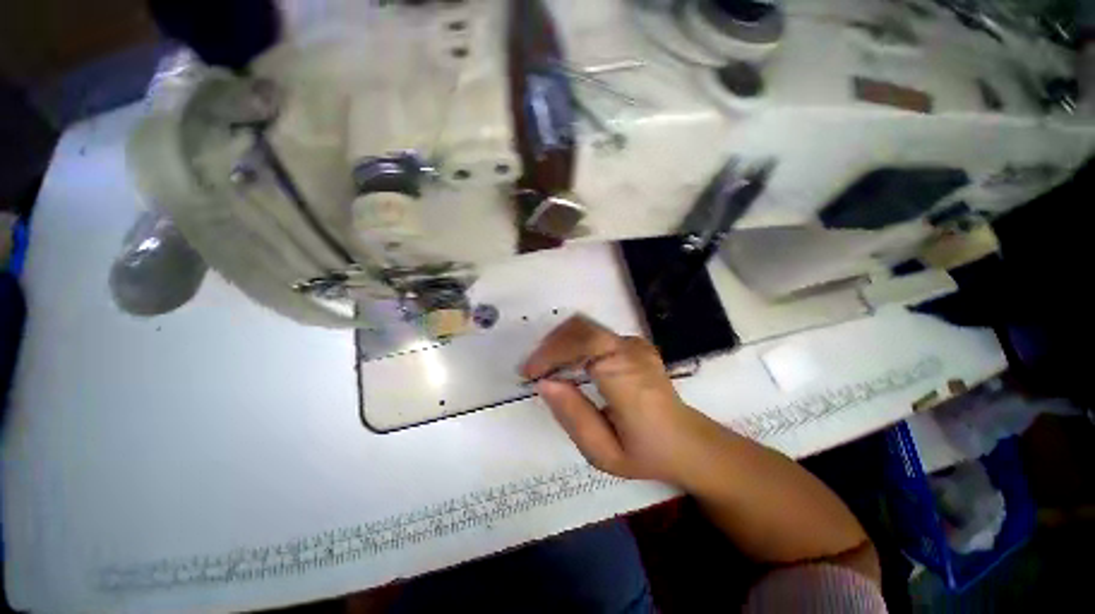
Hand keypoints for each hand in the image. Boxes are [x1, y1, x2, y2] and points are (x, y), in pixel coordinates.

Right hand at [521, 315, 723, 484]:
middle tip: (534, 370)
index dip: (552, 351)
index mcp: (627, 377)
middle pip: (582, 328)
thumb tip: (545, 383)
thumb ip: (573, 416)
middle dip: (551, 344)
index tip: (531, 373)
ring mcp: (635, 344)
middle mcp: (632, 351)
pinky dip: (573, 343)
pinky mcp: (633, 344)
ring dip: (559, 342)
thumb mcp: (604, 452)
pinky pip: (595, 333)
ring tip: (546, 368)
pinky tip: (566, 365)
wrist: (688, 441)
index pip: (585, 343)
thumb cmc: (647, 453)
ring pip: (586, 326)